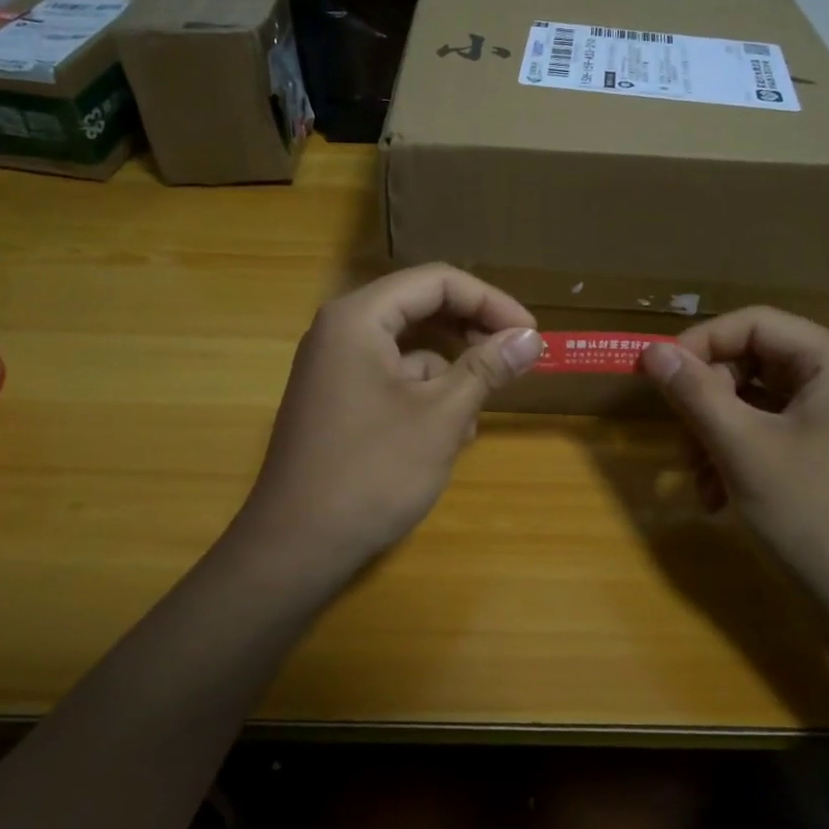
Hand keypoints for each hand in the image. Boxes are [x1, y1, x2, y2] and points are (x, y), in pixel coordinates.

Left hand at [235, 265, 541, 583]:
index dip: (490, 301)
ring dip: (450, 372)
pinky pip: (392, 379)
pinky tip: (446, 438)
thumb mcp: (441, 416)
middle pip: (421, 308)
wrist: (296, 547)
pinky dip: (425, 396)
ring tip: (476, 415)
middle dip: (471, 333)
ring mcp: (335, 368)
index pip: (436, 281)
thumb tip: (531, 338)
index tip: (530, 333)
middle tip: (514, 359)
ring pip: (409, 348)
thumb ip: (487, 368)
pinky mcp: (337, 401)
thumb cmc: (372, 472)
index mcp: (359, 318)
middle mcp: (341, 331)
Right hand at [639, 308, 828, 624]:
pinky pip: (767, 430)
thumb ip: (694, 392)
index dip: (701, 343)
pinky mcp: (825, 449)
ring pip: (753, 400)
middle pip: (752, 362)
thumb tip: (651, 351)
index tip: (658, 375)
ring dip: (714, 433)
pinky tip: (715, 496)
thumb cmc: (810, 515)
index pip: (754, 323)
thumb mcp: (741, 448)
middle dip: (707, 401)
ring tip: (695, 479)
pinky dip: (735, 454)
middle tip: (680, 438)